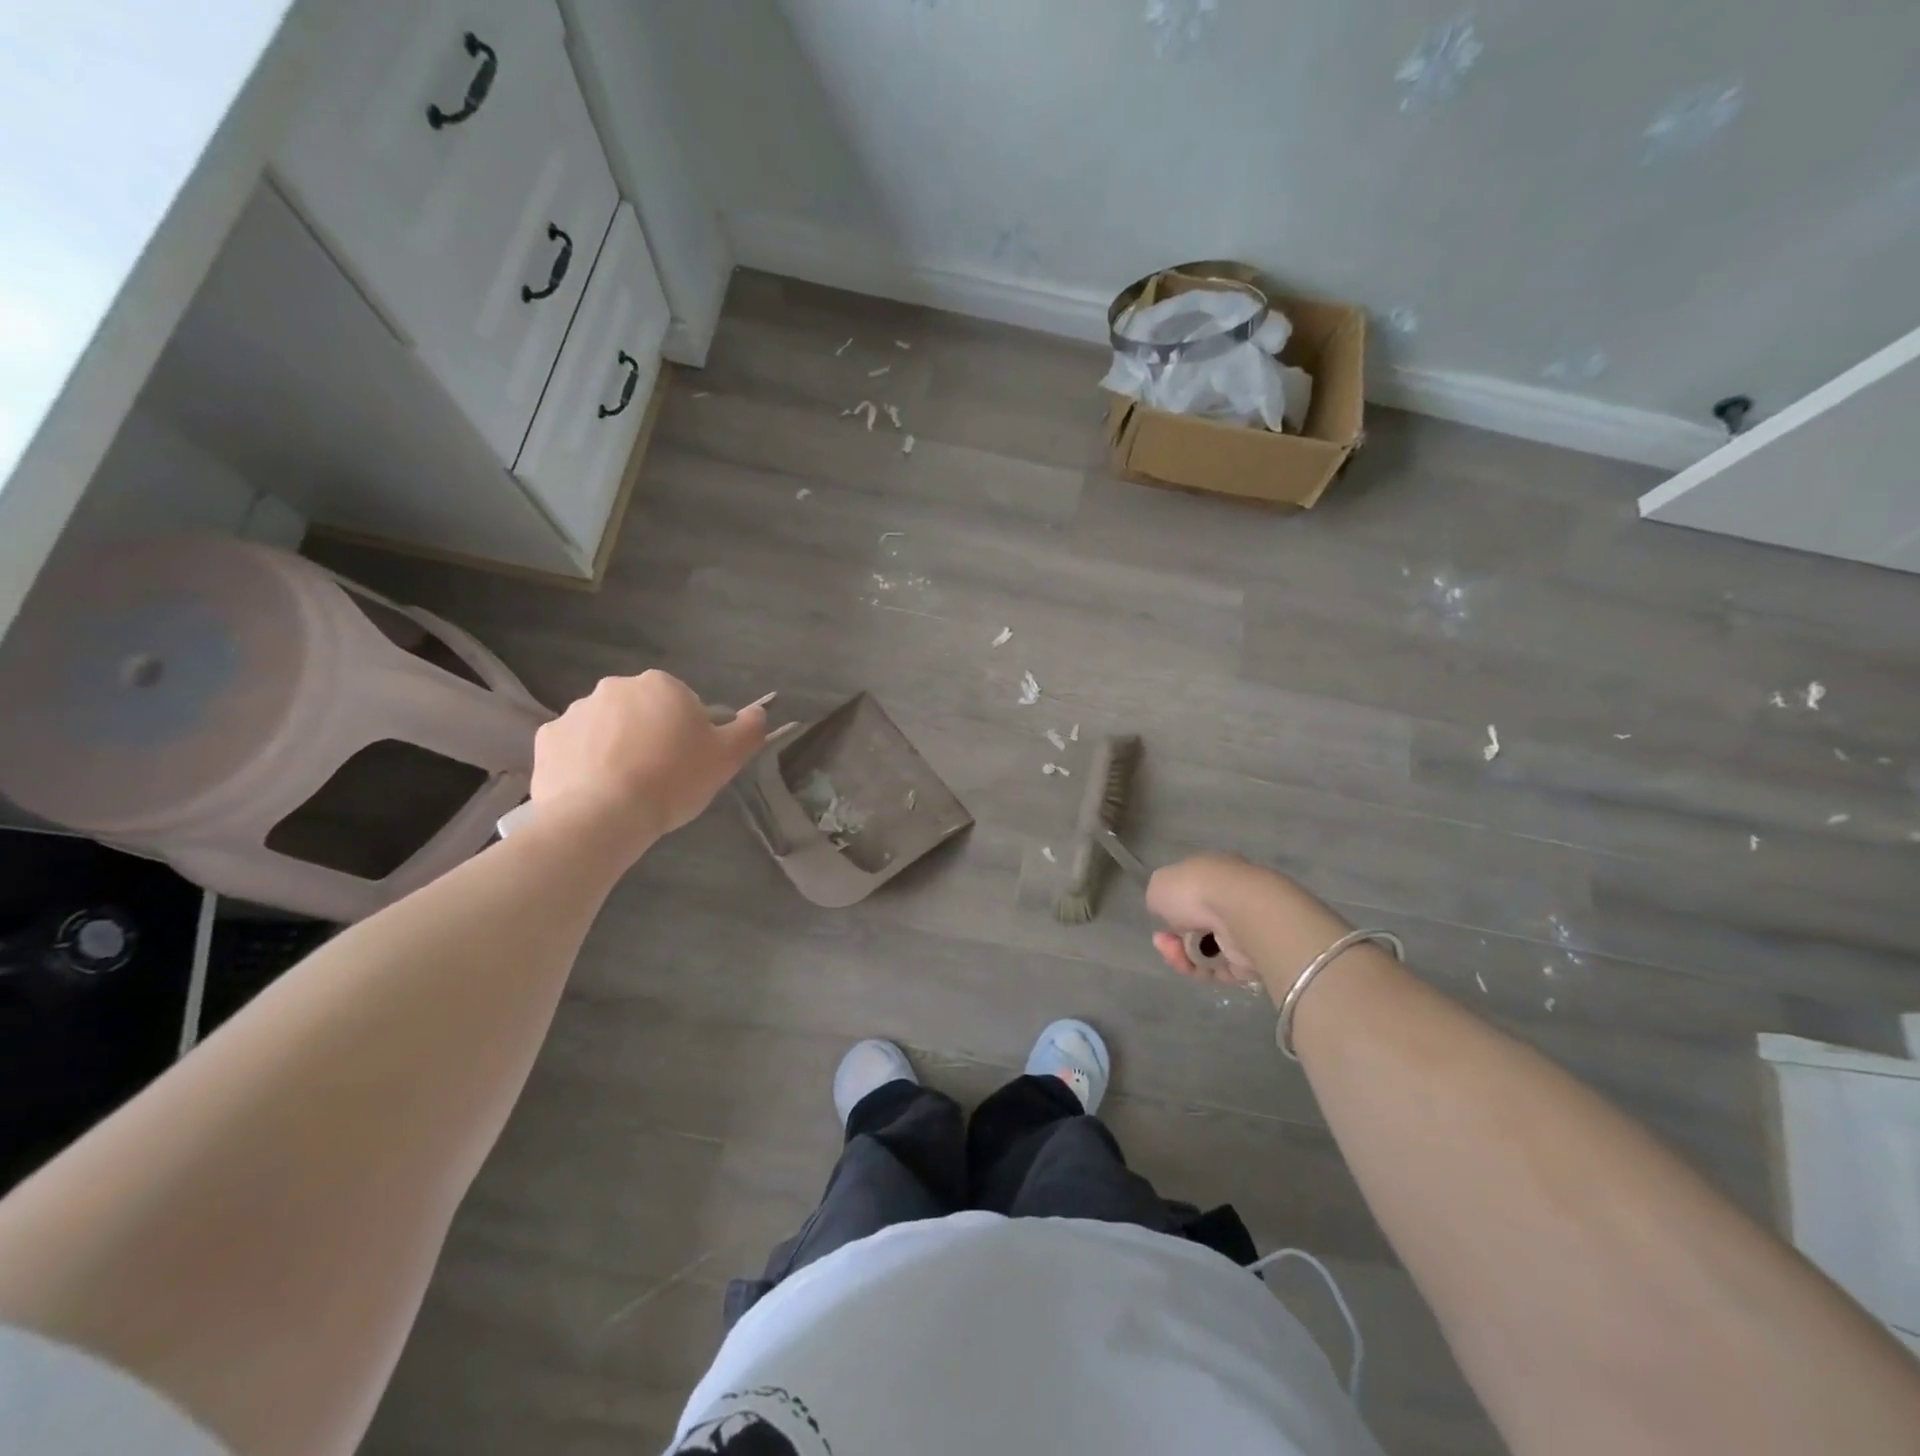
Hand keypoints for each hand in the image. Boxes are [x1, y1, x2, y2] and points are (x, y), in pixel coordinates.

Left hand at [529, 671, 766, 850]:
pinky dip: (584, 763)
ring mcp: (576, 711)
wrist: (603, 816)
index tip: (689, 763)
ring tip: (625, 788)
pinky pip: (574, 748)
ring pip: (607, 728)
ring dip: (617, 748)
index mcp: (661, 685)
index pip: (683, 704)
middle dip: (650, 736)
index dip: (689, 734)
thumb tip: (759, 710)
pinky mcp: (547, 739)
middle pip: (642, 712)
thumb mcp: (728, 757)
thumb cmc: (673, 780)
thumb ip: (749, 728)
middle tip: (660, 776)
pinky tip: (596, 790)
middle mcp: (615, 687)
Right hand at [1145, 853, 1267, 985]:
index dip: (1169, 910)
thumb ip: (1159, 897)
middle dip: (1174, 938)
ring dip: (1183, 956)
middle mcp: (1229, 900)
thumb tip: (1169, 911)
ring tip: (1177, 955)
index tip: (1159, 921)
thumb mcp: (1159, 884)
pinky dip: (1202, 969)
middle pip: (1194, 927)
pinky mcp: (1249, 959)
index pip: (1189, 895)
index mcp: (1212, 874)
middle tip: (1163, 941)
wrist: (1241, 913)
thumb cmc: (1195, 890)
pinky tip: (1193, 965)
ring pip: (1203, 950)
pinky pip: (1218, 969)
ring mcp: (1241, 930)